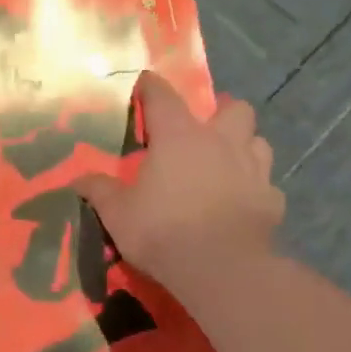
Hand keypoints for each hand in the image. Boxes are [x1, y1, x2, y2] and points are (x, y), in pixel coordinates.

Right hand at [74, 71, 284, 294]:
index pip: (163, 96)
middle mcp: (221, 142)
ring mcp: (253, 170)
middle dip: (222, 112)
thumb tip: (77, 179)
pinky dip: (255, 189)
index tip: (145, 82)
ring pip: (259, 142)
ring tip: (228, 163)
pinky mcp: (272, 200)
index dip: (152, 86)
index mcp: (179, 136)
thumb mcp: (117, 213)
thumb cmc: (162, 230)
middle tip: (205, 130)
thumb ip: (100, 190)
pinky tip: (243, 203)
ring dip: (245, 146)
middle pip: (235, 108)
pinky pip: (267, 185)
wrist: (221, 269)